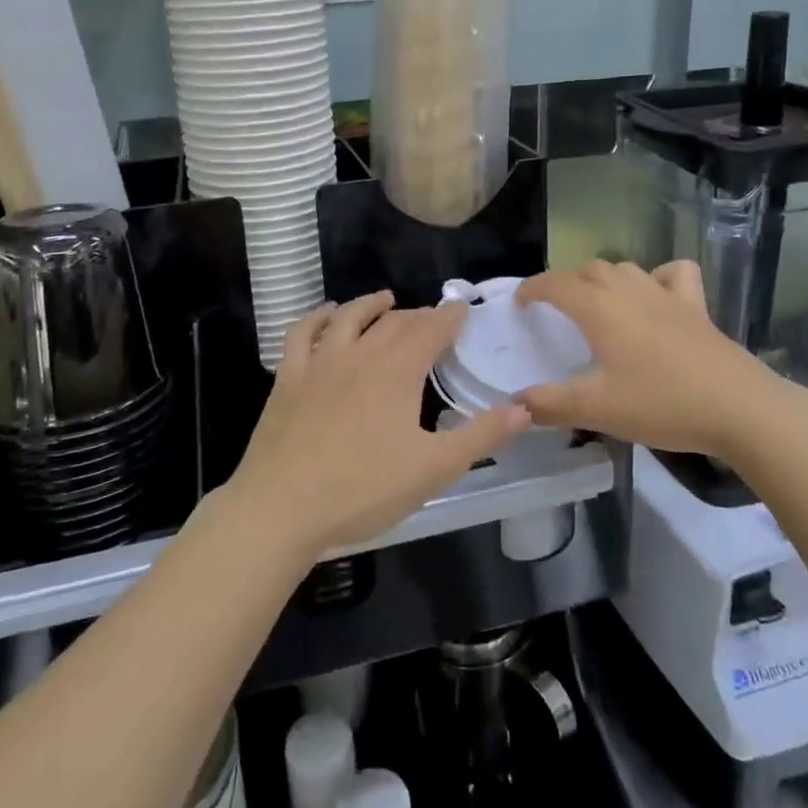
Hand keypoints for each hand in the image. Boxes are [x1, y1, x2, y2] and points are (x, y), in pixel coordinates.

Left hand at [228, 291, 529, 559]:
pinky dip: (317, 317)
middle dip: (417, 316)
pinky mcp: (288, 377)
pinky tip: (326, 316)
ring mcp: (319, 362)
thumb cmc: (364, 489)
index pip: (431, 328)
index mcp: (398, 370)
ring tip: (385, 300)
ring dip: (370, 305)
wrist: (282, 507)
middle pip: (393, 322)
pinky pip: (302, 333)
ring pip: (348, 318)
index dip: (450, 316)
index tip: (463, 309)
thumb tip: (524, 408)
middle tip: (431, 320)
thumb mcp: (434, 469)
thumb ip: (482, 436)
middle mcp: (360, 353)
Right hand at [515, 261, 801, 459]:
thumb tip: (516, 403)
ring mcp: (666, 295)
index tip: (520, 302)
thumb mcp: (597, 409)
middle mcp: (629, 291)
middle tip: (556, 309)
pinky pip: (673, 274)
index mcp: (599, 309)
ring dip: (604, 278)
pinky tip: (656, 296)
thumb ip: (551, 404)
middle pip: (589, 270)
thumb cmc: (662, 403)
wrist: (739, 408)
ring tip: (598, 302)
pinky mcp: (697, 307)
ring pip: (625, 268)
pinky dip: (658, 277)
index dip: (533, 288)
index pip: (556, 284)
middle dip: (566, 283)